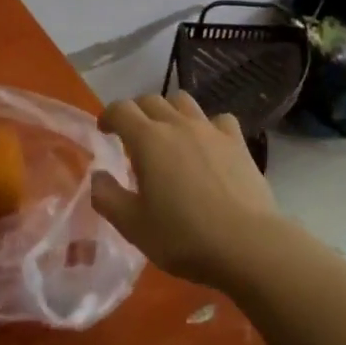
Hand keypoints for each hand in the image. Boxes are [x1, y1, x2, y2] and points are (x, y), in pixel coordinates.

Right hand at [92, 92, 280, 291]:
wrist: (247, 244)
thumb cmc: (183, 236)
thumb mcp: (133, 226)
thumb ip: (108, 198)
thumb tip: (97, 176)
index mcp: (148, 140)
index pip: (121, 109)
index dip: (108, 115)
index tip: (104, 130)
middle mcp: (178, 124)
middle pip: (151, 100)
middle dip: (137, 112)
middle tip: (132, 135)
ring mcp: (211, 130)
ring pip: (184, 102)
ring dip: (170, 111)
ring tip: (168, 135)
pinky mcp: (237, 142)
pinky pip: (218, 120)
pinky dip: (207, 125)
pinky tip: (208, 144)